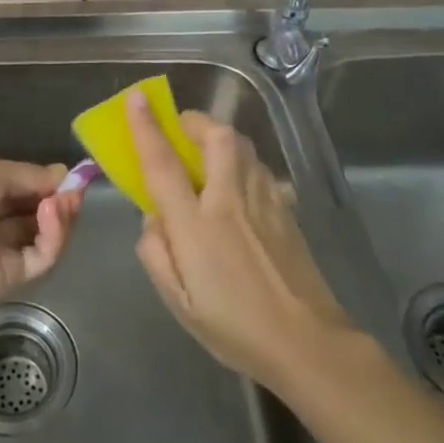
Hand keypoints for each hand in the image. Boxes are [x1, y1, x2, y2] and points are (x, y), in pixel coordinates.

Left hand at [0, 155, 82, 324]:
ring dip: (62, 214)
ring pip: (46, 233)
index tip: (71, 175)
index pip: (22, 185)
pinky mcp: (15, 279)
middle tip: (75, 190)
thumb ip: (28, 174)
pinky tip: (52, 216)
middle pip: (38, 209)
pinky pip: (44, 255)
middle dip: (59, 196)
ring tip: (65, 202)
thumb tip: (62, 175)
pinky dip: (55, 235)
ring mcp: (4, 251)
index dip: (47, 180)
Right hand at [127, 92, 349, 386]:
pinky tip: (238, 186)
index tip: (136, 99)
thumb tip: (153, 217)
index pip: (163, 164)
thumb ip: (156, 252)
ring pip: (242, 146)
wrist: (307, 343)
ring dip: (219, 137)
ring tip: (206, 154)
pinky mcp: (286, 209)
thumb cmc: (234, 327)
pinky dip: (243, 162)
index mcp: (196, 226)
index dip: (146, 127)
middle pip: (216, 137)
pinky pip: (260, 168)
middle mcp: (230, 201)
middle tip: (179, 130)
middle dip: (194, 122)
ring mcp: (264, 201)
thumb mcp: (178, 301)